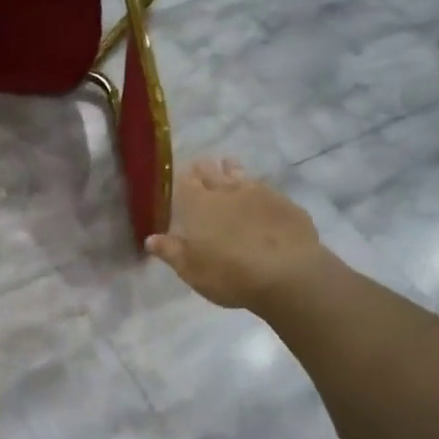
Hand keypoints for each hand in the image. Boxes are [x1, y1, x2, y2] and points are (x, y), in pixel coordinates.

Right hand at [146, 158, 328, 310]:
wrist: (288, 274)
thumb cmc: (230, 274)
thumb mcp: (191, 270)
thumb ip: (171, 251)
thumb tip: (150, 239)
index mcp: (200, 206)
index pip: (186, 183)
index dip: (182, 177)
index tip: (181, 172)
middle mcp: (228, 192)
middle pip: (213, 173)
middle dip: (205, 169)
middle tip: (202, 164)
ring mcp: (260, 195)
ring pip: (241, 175)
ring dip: (233, 170)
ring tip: (229, 165)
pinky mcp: (286, 204)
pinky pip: (267, 190)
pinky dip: (259, 190)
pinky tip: (262, 195)